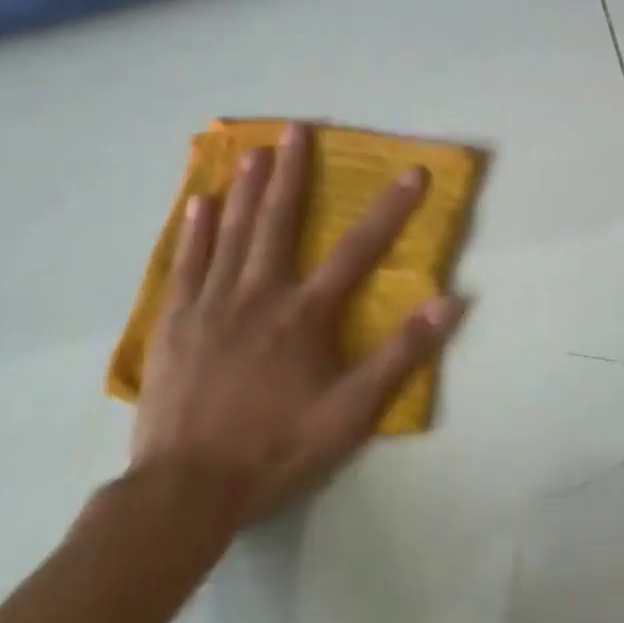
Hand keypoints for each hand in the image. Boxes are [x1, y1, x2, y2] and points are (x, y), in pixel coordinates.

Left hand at [131, 123, 466, 526]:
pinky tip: (196, 204)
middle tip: (294, 128)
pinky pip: (186, 265)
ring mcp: (210, 306)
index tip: (413, 172)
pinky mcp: (173, 325)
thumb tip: (449, 301)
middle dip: (291, 172)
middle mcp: (258, 294)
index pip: (358, 249)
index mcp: (304, 313)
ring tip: (252, 152)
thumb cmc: (275, 448)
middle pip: (278, 221)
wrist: (183, 494)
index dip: (391, 208)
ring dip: (244, 190)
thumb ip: (400, 354)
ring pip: (230, 234)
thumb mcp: (350, 412)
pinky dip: (194, 232)